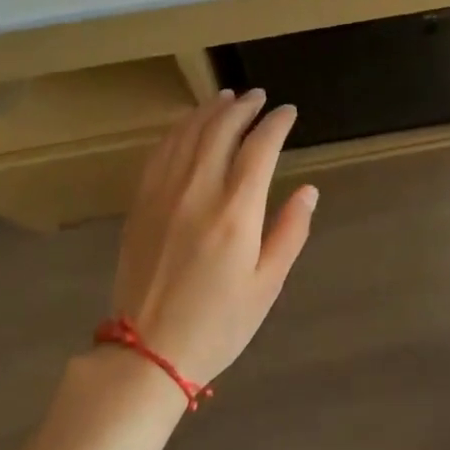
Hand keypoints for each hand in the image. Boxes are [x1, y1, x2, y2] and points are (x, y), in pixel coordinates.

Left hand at [110, 88, 315, 385]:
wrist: (147, 353)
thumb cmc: (218, 324)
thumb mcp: (267, 286)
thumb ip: (290, 232)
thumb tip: (309, 190)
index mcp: (235, 213)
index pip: (259, 147)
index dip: (276, 123)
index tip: (288, 112)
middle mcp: (198, 191)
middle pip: (221, 129)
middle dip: (244, 107)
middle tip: (259, 96)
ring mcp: (164, 193)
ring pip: (188, 133)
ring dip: (210, 110)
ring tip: (227, 97)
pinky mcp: (141, 202)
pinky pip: (160, 151)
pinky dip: (178, 129)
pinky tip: (188, 123)